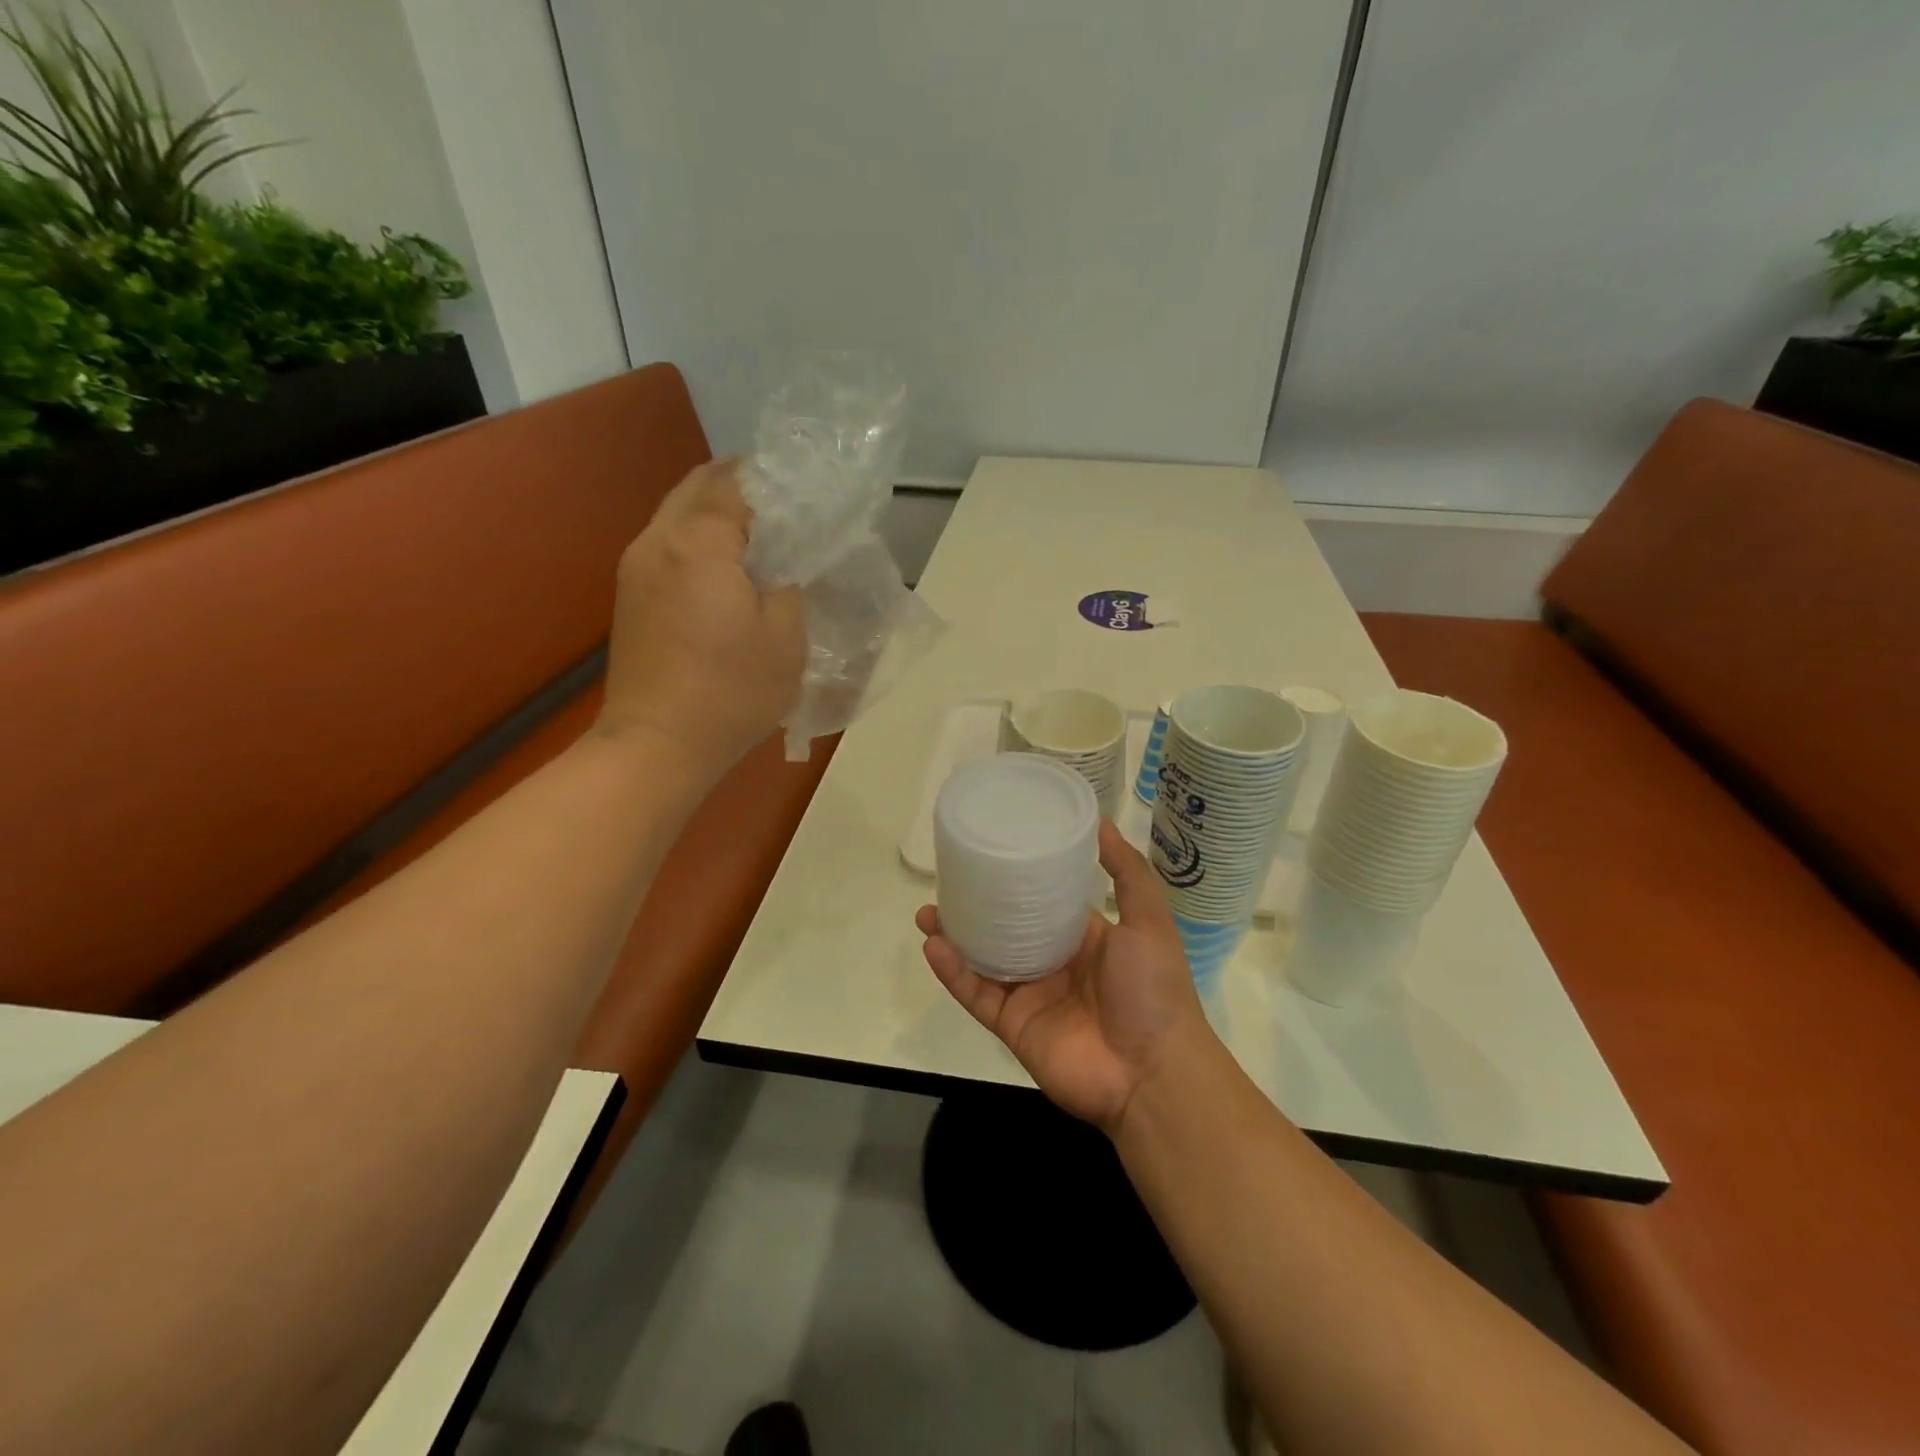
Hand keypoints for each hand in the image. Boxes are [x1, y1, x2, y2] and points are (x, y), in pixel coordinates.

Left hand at [598, 459, 806, 780]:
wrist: (657, 744)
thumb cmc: (730, 692)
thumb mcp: (787, 638)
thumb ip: (790, 585)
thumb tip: (782, 566)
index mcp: (698, 543)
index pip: (735, 483)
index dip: (773, 482)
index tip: (806, 493)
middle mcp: (657, 541)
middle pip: (697, 486)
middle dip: (739, 484)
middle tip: (783, 503)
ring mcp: (635, 567)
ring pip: (677, 513)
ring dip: (715, 511)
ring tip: (759, 533)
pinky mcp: (629, 594)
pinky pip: (667, 544)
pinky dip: (698, 538)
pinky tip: (726, 566)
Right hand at [918, 820, 1212, 1134]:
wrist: (1152, 1072)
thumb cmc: (1152, 989)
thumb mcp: (1148, 920)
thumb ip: (1127, 873)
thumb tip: (1099, 822)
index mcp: (1085, 938)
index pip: (1044, 902)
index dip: (1020, 880)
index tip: (993, 854)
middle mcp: (1054, 963)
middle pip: (1005, 929)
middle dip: (976, 908)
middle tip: (947, 881)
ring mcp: (1031, 996)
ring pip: (982, 960)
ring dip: (953, 937)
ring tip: (926, 912)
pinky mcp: (1012, 1025)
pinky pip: (976, 994)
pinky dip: (952, 973)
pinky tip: (933, 947)